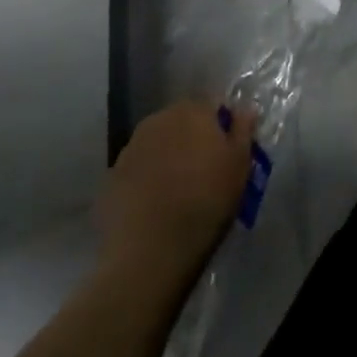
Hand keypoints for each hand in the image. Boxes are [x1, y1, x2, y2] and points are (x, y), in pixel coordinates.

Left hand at [95, 101, 258, 278]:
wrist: (150, 251)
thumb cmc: (206, 201)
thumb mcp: (239, 165)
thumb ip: (243, 130)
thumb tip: (245, 107)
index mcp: (192, 111)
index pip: (213, 105)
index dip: (223, 126)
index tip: (228, 150)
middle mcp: (158, 119)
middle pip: (182, 121)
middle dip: (193, 137)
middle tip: (205, 169)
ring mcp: (131, 147)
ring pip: (158, 143)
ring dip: (169, 156)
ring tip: (179, 188)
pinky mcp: (111, 176)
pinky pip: (139, 168)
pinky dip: (148, 177)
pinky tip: (156, 203)